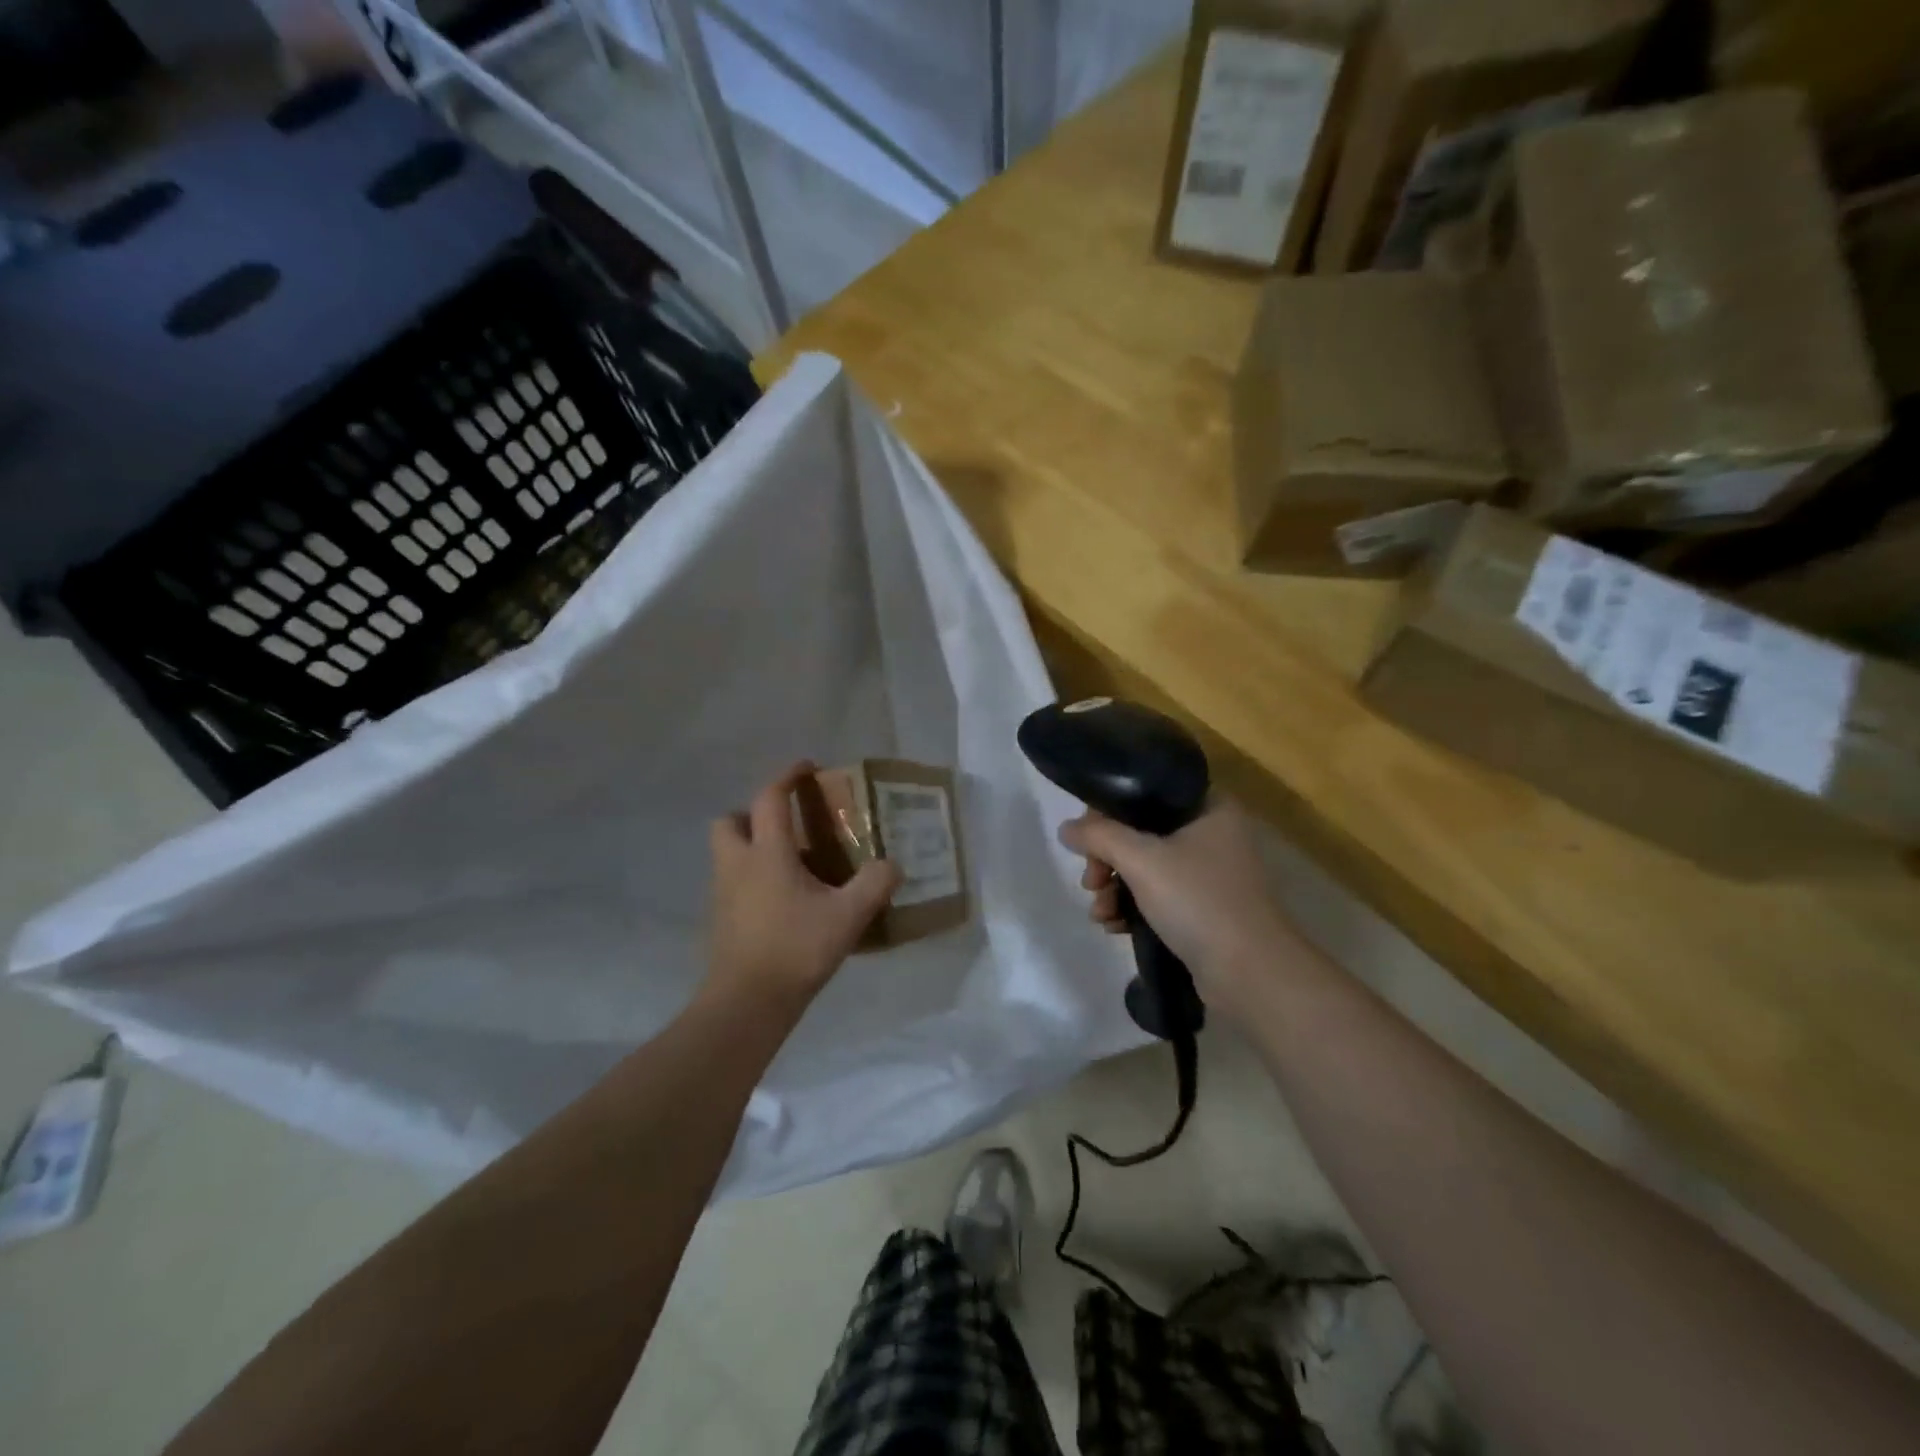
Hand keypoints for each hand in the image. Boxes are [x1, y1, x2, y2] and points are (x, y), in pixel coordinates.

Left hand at [707, 762, 901, 1012]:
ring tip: (788, 863)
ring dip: (750, 846)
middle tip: (784, 825)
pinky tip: (781, 900)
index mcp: (766, 853)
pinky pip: (732, 882)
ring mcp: (723, 893)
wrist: (747, 1003)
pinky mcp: (721, 920)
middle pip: (729, 821)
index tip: (806, 767)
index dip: (787, 777)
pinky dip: (751, 878)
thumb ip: (874, 884)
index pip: (770, 798)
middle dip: (751, 813)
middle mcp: (738, 865)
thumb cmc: (796, 949)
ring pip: (727, 853)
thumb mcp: (848, 916)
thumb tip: (892, 865)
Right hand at [1060, 798, 1297, 1016]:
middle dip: (1106, 859)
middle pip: (1139, 831)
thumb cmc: (1198, 902)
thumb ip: (1098, 836)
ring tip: (1100, 914)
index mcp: (1208, 806)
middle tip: (1092, 883)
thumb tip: (1066, 828)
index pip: (1144, 791)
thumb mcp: (1141, 860)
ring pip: (1145, 866)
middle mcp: (1211, 832)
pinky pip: (1157, 894)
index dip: (1107, 812)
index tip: (1087, 842)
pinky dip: (1132, 906)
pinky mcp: (1203, 906)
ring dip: (1114, 887)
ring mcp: (1209, 872)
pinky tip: (1115, 926)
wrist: (1250, 974)